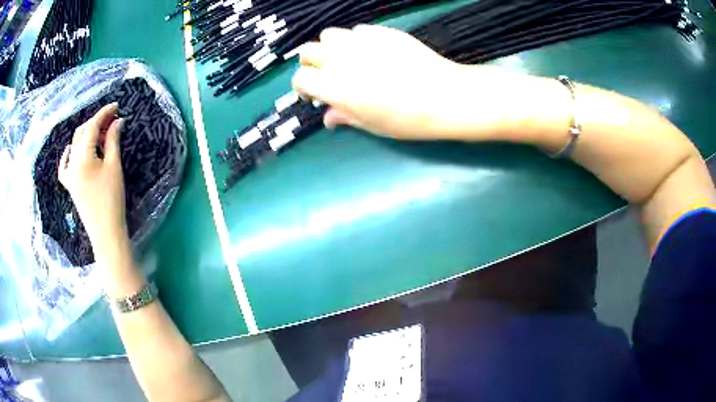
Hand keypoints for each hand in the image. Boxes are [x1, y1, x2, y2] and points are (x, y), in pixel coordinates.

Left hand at [58, 103, 127, 255]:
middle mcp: (72, 162)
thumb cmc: (111, 198)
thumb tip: (117, 121)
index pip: (92, 126)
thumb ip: (113, 140)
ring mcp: (68, 174)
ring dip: (86, 134)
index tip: (117, 106)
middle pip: (82, 133)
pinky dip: (68, 153)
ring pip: (74, 145)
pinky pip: (64, 164)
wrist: (105, 231)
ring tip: (100, 132)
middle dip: (96, 122)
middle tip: (112, 120)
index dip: (104, 113)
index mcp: (82, 157)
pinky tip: (71, 149)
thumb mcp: (114, 166)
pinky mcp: (69, 184)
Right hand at [292, 25, 531, 139]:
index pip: (301, 79)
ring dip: (330, 48)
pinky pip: (357, 30)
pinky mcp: (381, 31)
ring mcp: (361, 41)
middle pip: (307, 52)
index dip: (303, 88)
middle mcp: (341, 58)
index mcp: (335, 86)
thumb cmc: (407, 119)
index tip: (314, 96)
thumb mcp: (371, 124)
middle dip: (311, 64)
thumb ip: (344, 117)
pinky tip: (371, 52)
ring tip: (346, 60)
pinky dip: (356, 40)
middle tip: (326, 76)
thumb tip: (328, 118)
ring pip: (329, 35)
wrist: (445, 96)